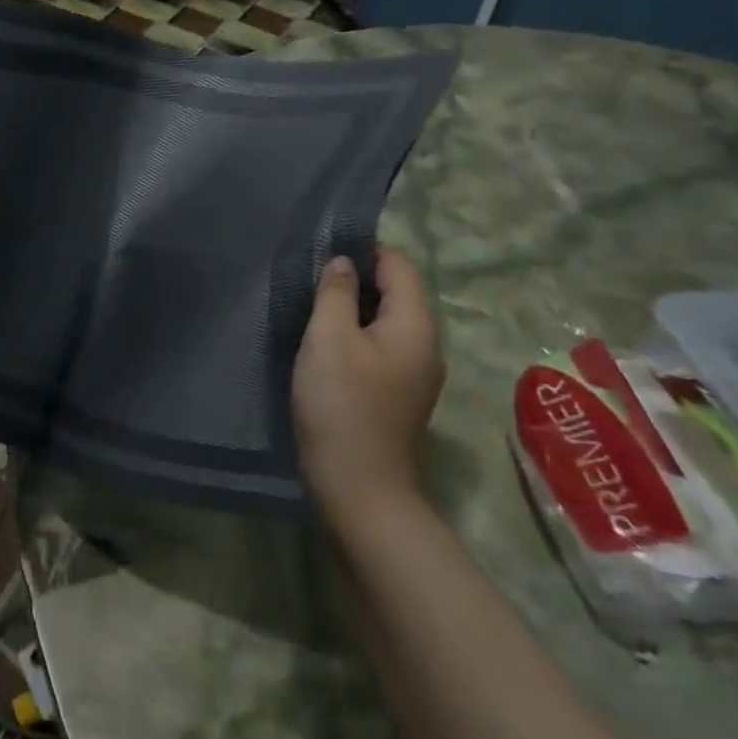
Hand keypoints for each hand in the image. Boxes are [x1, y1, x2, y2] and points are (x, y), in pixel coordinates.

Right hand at [292, 250, 444, 509]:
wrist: (358, 488)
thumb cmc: (341, 405)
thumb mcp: (328, 339)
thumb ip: (335, 292)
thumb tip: (342, 262)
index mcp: (416, 326)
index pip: (399, 265)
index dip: (365, 250)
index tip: (324, 252)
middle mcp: (425, 345)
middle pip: (396, 292)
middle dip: (357, 279)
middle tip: (312, 278)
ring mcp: (415, 372)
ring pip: (385, 320)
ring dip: (353, 308)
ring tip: (314, 307)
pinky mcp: (398, 393)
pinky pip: (380, 346)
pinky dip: (356, 334)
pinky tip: (326, 344)